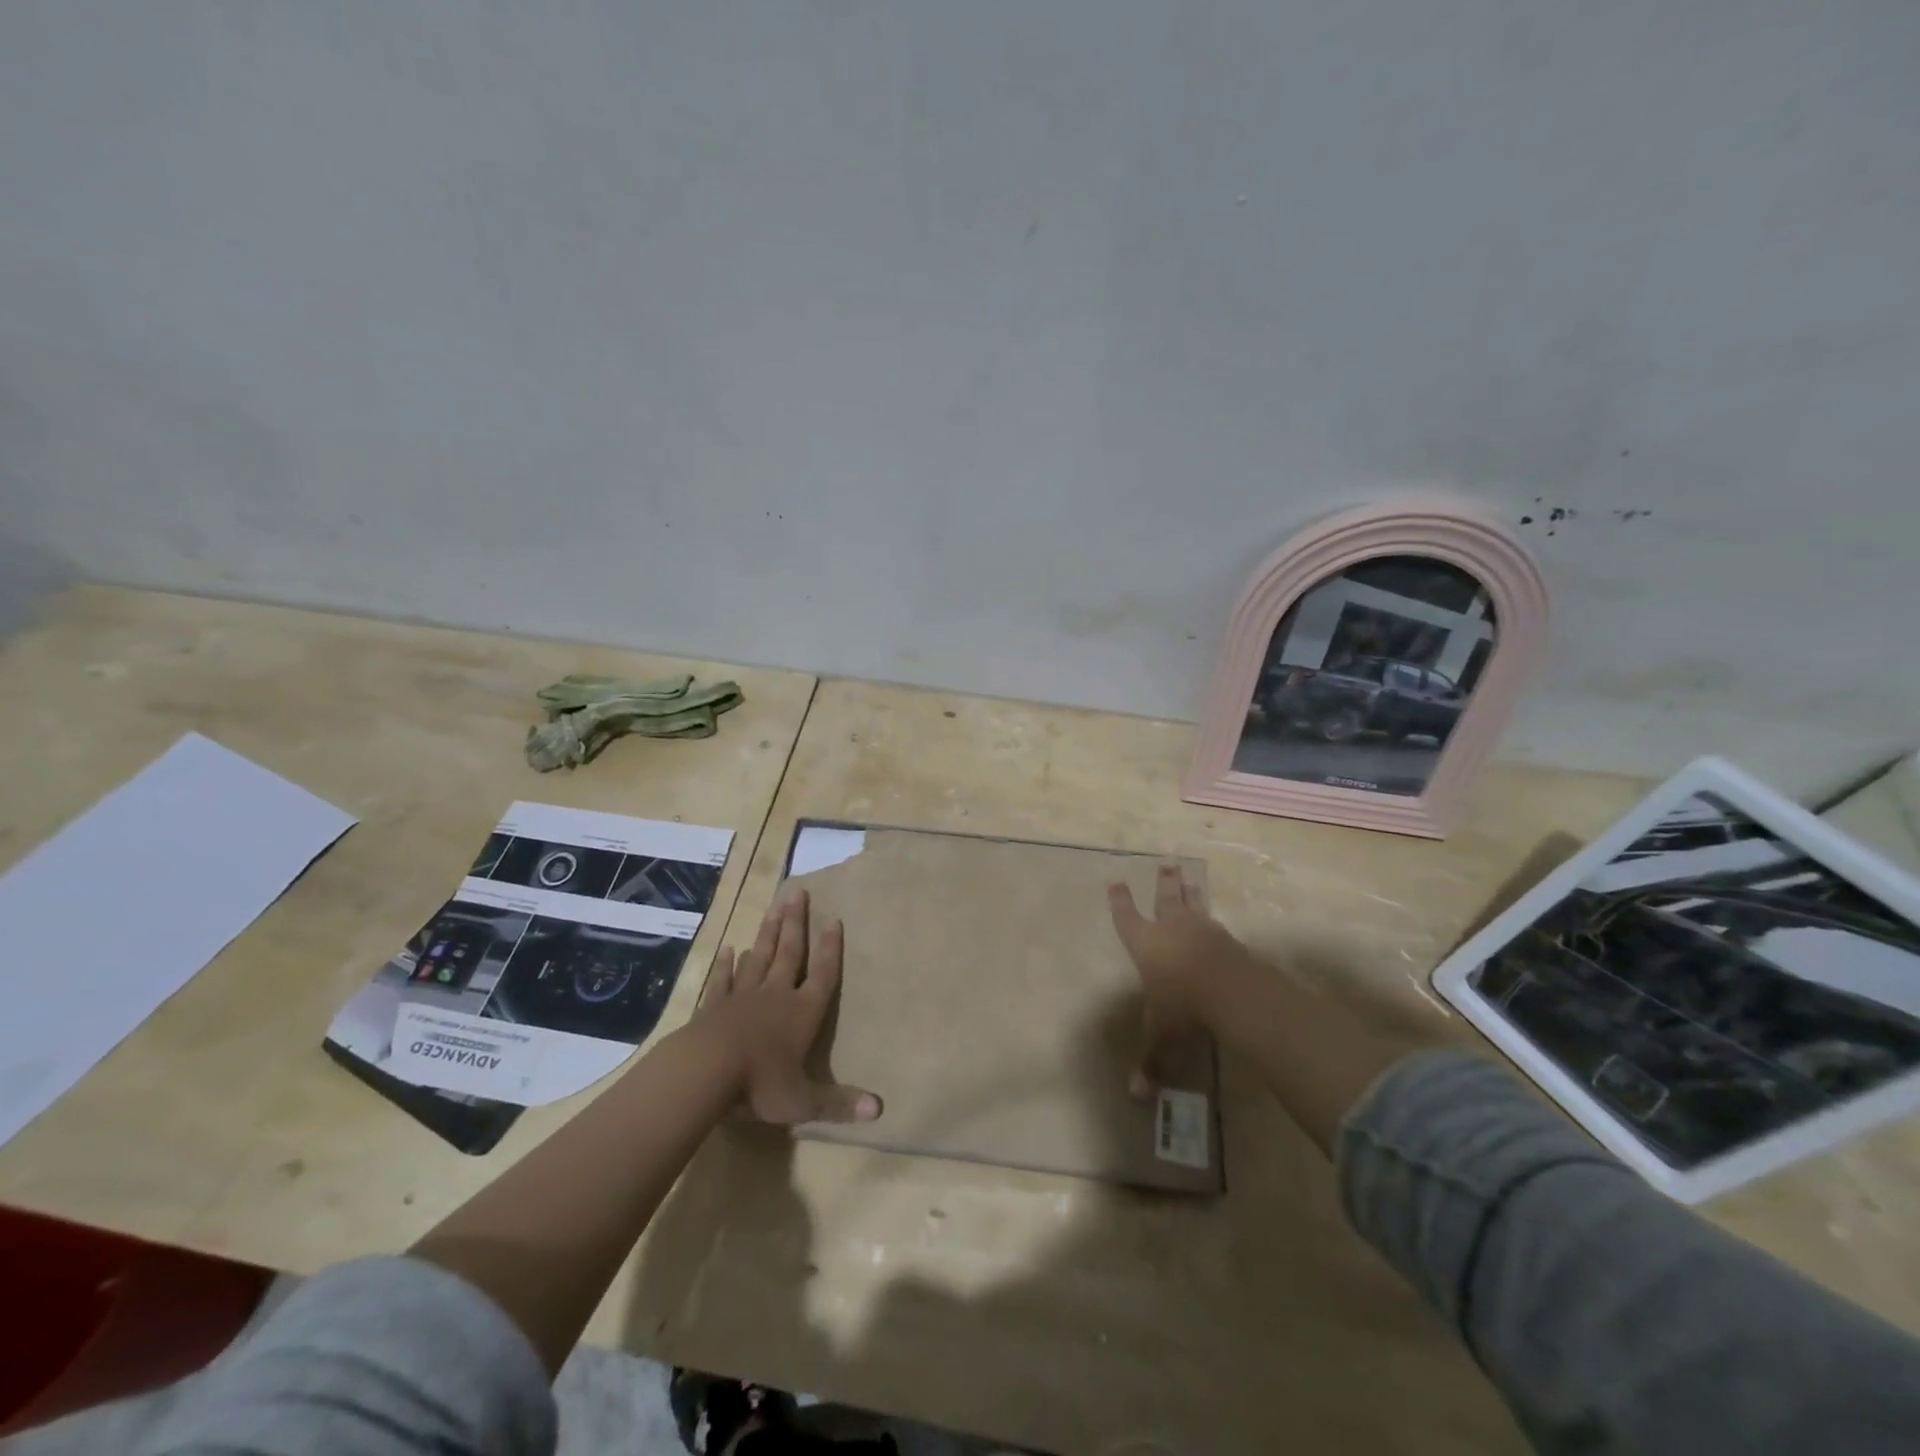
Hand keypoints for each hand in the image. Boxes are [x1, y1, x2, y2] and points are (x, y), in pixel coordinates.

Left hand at [696, 885, 881, 1125]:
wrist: (705, 1072)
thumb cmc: (760, 1084)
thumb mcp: (803, 1101)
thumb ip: (839, 1103)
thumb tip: (880, 1110)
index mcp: (802, 1013)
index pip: (822, 974)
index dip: (830, 948)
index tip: (834, 919)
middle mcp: (776, 996)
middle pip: (790, 953)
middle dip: (797, 923)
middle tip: (799, 893)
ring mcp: (743, 997)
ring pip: (760, 957)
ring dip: (768, 933)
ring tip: (774, 907)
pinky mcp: (714, 1006)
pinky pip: (723, 980)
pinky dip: (727, 965)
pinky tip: (730, 950)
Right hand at [1108, 863, 1247, 1100]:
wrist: (1230, 990)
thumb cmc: (1182, 1006)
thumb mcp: (1162, 1037)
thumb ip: (1151, 1063)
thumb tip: (1136, 1098)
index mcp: (1146, 945)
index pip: (1127, 919)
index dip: (1120, 902)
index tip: (1116, 881)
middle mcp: (1172, 930)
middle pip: (1166, 899)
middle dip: (1164, 882)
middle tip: (1166, 863)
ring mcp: (1203, 931)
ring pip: (1194, 905)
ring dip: (1190, 892)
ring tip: (1189, 876)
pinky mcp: (1229, 940)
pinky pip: (1217, 925)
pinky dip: (1212, 919)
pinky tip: (1216, 921)